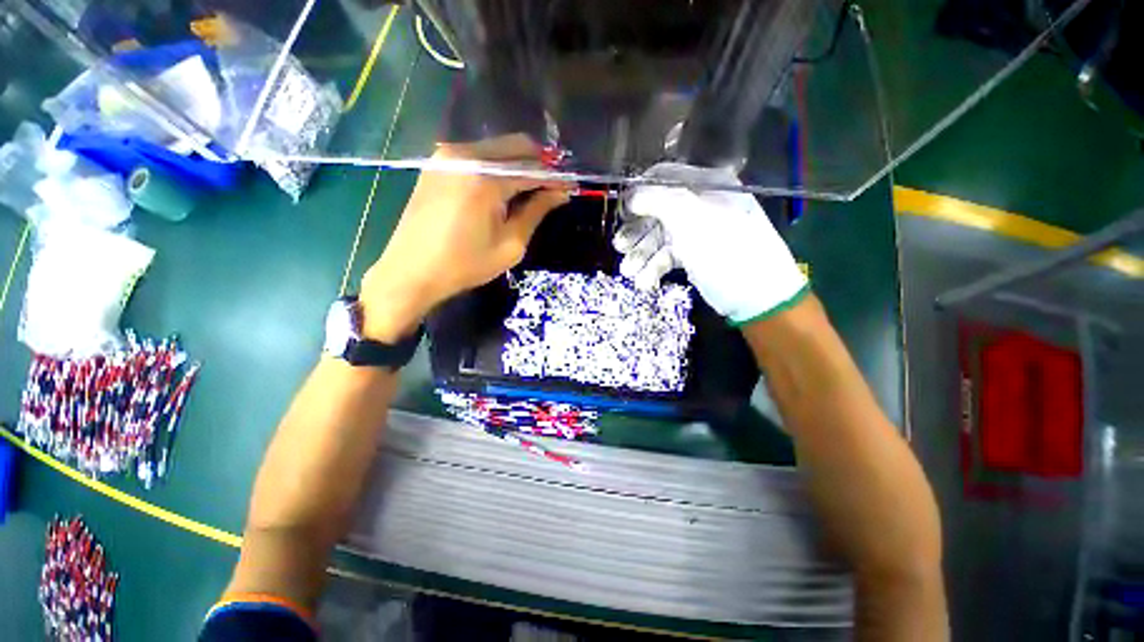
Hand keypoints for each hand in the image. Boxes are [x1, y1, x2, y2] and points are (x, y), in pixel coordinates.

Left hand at [361, 134, 569, 340]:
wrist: (411, 271)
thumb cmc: (465, 265)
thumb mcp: (510, 244)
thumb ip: (536, 212)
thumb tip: (560, 193)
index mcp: (485, 179)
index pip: (532, 169)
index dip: (555, 177)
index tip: (571, 186)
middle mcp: (464, 155)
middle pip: (515, 146)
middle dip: (539, 163)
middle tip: (554, 185)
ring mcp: (446, 156)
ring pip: (496, 148)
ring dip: (518, 164)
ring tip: (532, 188)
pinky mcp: (436, 163)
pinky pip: (477, 155)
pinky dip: (496, 166)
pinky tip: (504, 186)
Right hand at [614, 163, 807, 324]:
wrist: (757, 297)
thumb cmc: (727, 252)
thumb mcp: (693, 221)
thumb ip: (659, 201)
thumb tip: (631, 195)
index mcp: (707, 185)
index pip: (665, 178)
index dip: (640, 193)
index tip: (622, 212)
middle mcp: (700, 205)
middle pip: (657, 211)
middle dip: (637, 231)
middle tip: (620, 247)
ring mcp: (696, 232)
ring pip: (659, 237)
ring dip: (641, 255)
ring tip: (629, 272)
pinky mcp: (693, 255)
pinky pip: (667, 256)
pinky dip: (653, 268)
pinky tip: (644, 282)